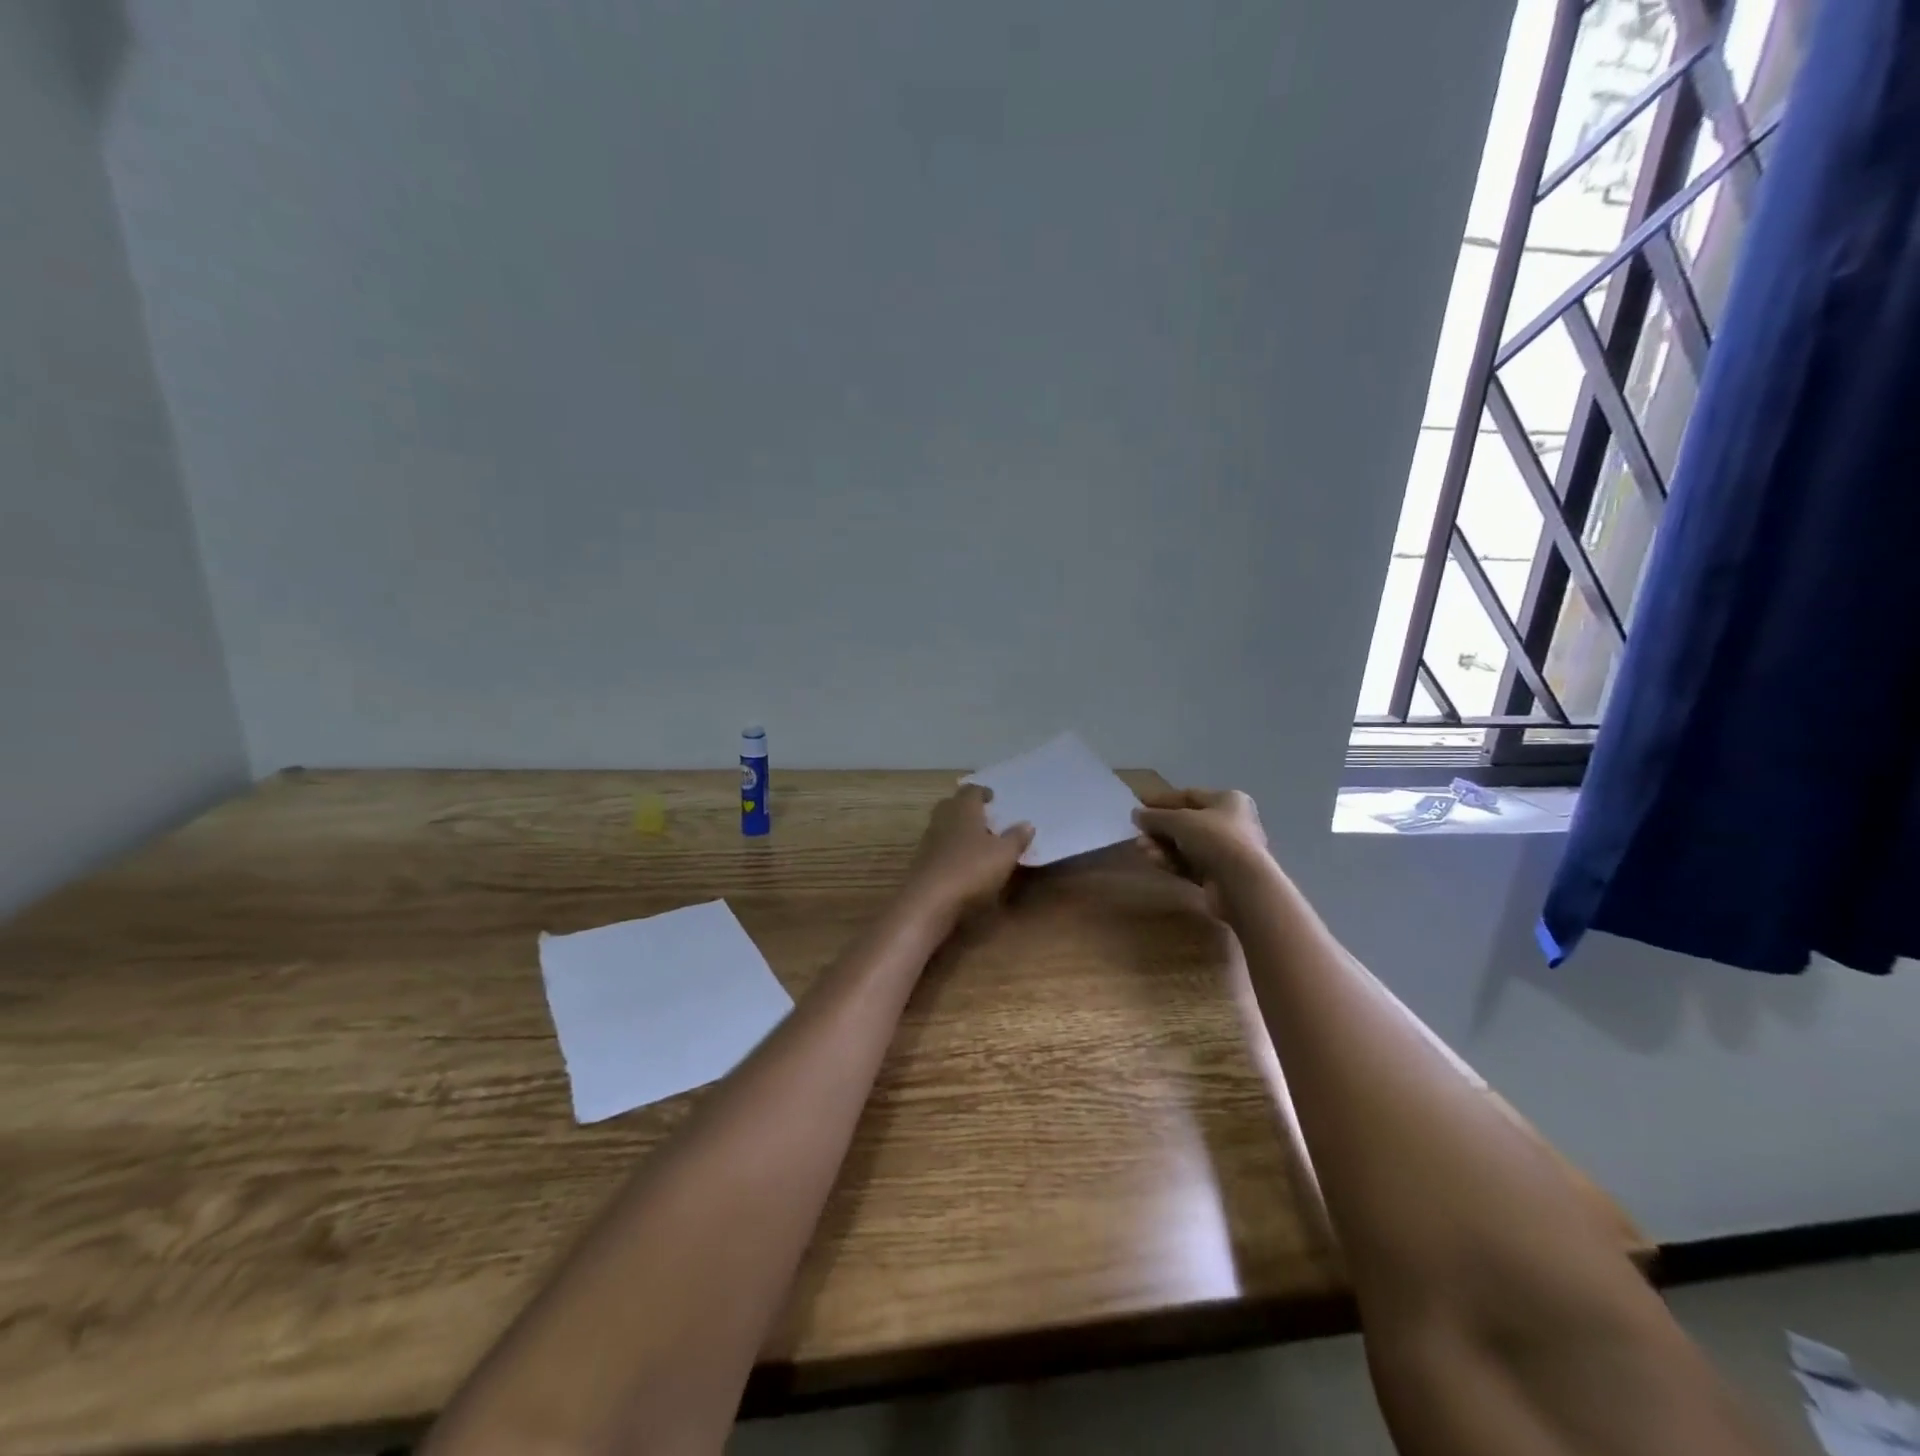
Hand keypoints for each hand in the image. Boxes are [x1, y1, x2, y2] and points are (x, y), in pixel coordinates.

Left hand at [901, 785, 1034, 921]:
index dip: (982, 792)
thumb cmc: (971, 869)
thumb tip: (1027, 824)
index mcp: (963, 809)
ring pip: (944, 826)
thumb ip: (1016, 838)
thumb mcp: (1004, 855)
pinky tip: (964, 863)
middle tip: (984, 817)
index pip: (971, 790)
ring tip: (978, 841)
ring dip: (959, 829)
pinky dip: (951, 849)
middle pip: (953, 805)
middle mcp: (943, 819)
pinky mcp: (921, 862)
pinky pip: (939, 847)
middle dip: (967, 808)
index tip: (992, 797)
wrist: (928, 901)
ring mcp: (929, 840)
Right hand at [1132, 788, 1270, 915]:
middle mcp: (1230, 823)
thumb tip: (1136, 814)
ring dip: (1161, 846)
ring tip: (1141, 849)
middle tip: (1138, 833)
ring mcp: (1226, 851)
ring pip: (1186, 845)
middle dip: (1159, 828)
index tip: (1139, 804)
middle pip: (1186, 822)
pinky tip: (1154, 861)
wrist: (1242, 884)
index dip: (1163, 800)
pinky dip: (1171, 861)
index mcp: (1228, 800)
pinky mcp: (1220, 876)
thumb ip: (1155, 816)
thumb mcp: (1179, 820)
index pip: (1190, 795)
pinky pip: (1190, 864)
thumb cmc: (1214, 838)